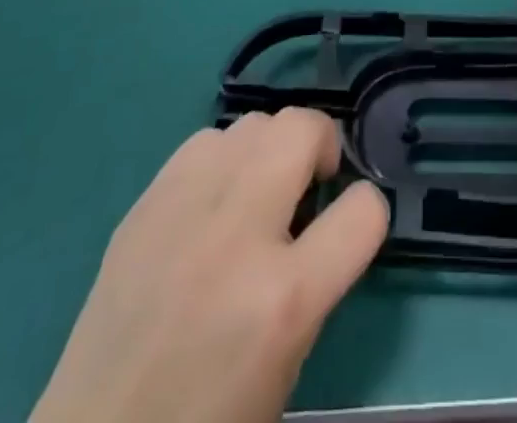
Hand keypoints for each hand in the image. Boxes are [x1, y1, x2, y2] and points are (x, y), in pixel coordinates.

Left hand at [30, 109, 388, 422]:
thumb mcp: (287, 364)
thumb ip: (316, 279)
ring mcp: (185, 210)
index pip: (363, 212)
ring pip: (253, 123)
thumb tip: (323, 214)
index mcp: (283, 300)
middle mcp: (238, 236)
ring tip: (258, 188)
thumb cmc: (206, 422)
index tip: (352, 223)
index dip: (369, 211)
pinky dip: (223, 160)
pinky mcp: (146, 203)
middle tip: (312, 181)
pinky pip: (205, 142)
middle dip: (321, 144)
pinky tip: (212, 200)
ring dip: (270, 149)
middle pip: (302, 128)